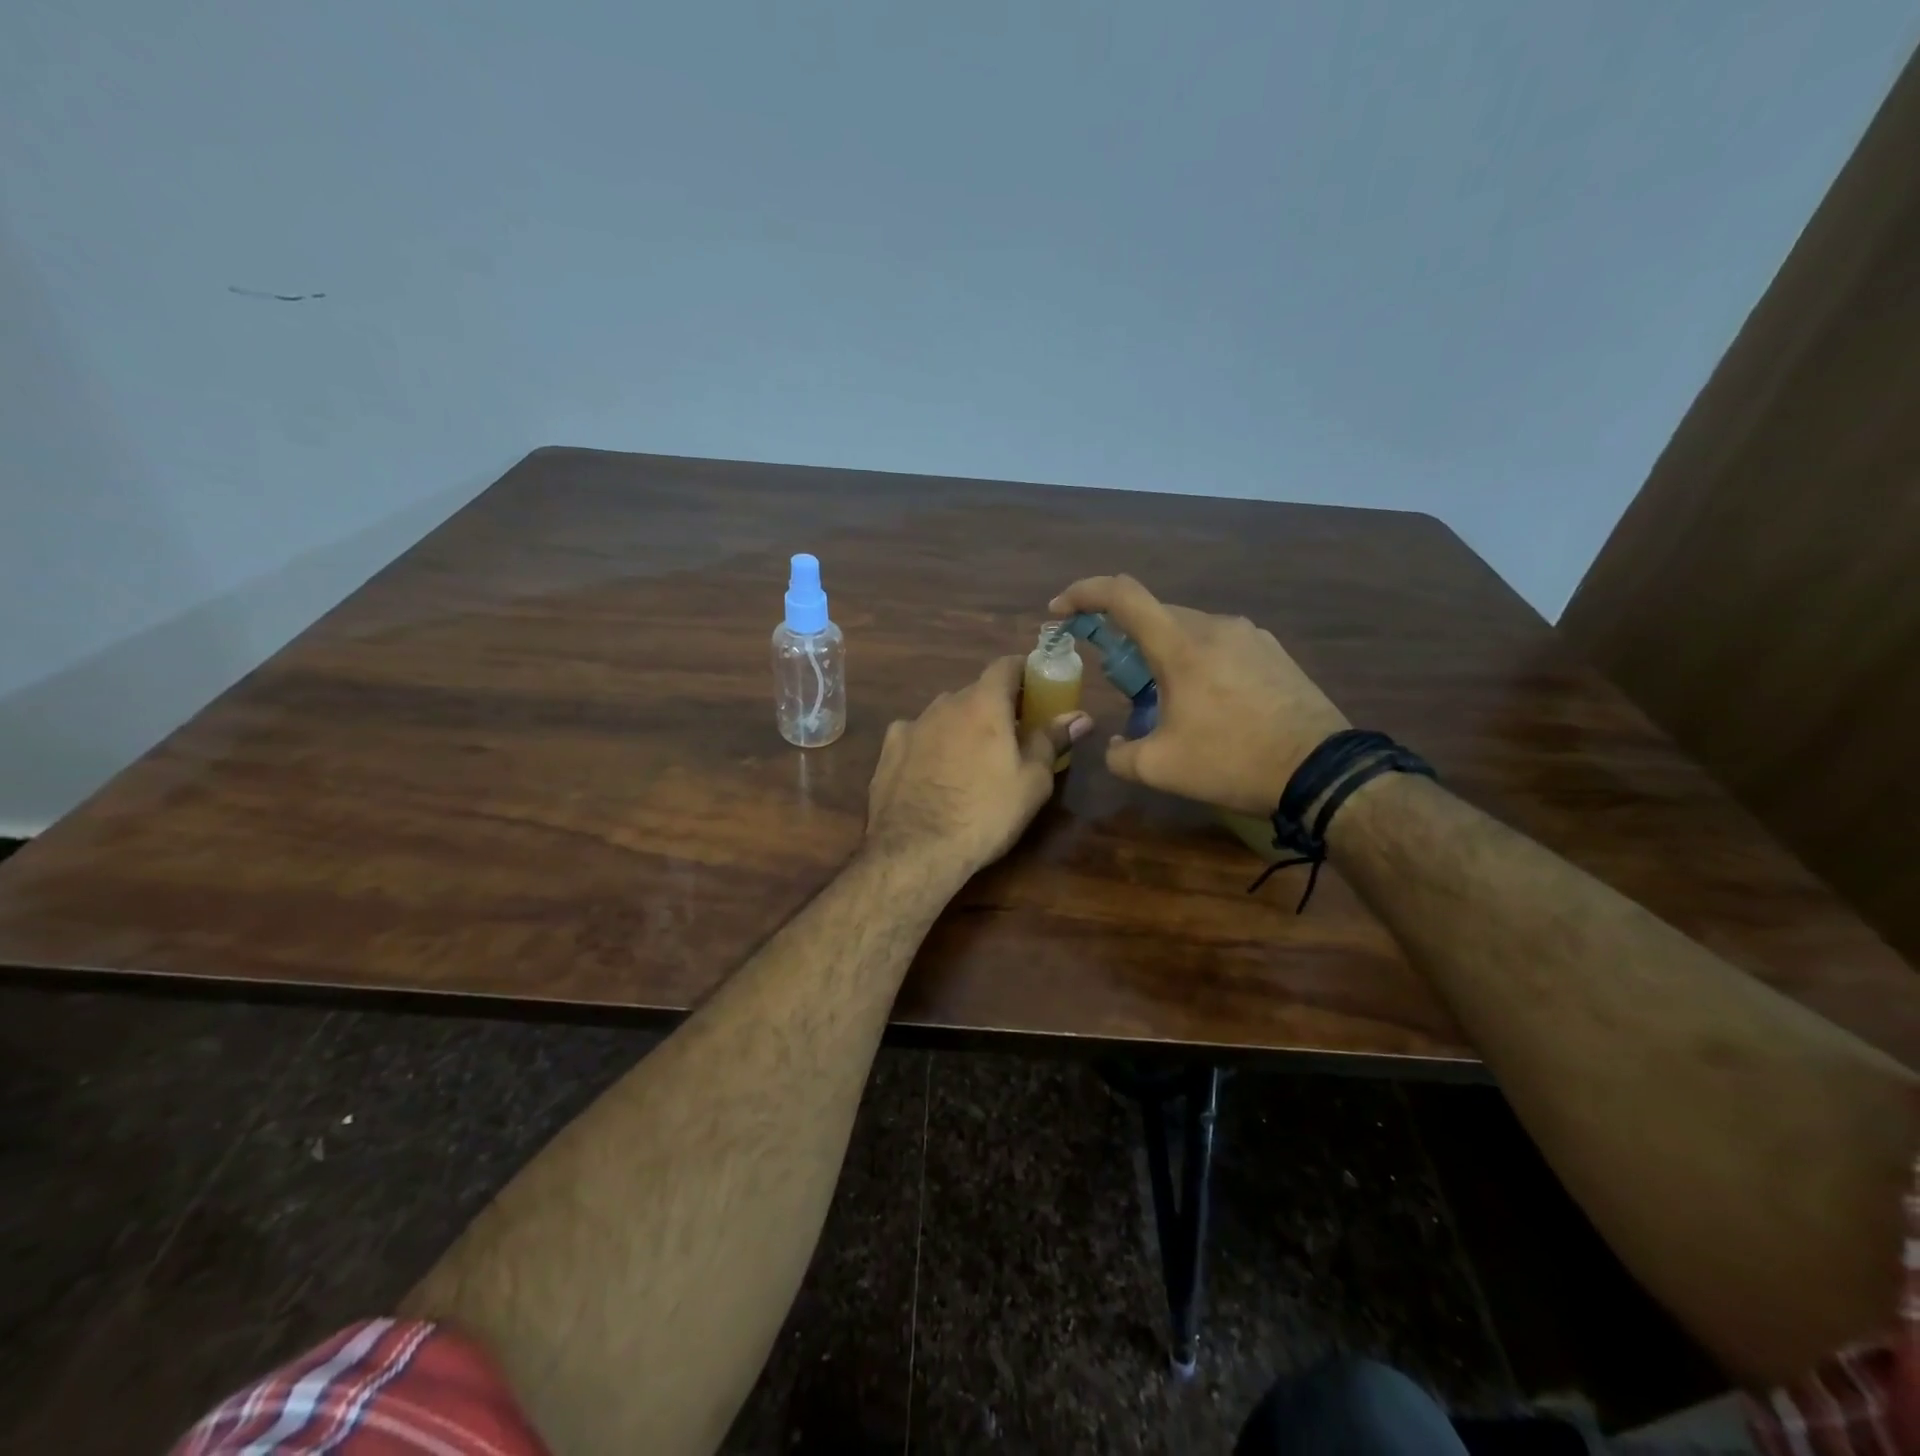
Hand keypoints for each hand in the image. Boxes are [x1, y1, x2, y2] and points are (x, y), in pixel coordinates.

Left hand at [866, 656, 1092, 878]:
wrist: (915, 849)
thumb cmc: (986, 813)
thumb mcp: (1032, 781)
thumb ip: (1052, 740)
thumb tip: (1079, 716)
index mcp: (983, 703)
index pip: (1006, 665)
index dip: (1024, 672)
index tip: (1037, 689)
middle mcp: (945, 704)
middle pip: (976, 691)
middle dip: (996, 706)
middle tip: (1012, 735)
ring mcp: (913, 725)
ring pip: (945, 713)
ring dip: (962, 725)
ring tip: (972, 758)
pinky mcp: (889, 749)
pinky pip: (917, 735)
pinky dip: (930, 743)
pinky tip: (933, 770)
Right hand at [1048, 575, 1348, 815]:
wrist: (1322, 770)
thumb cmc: (1233, 761)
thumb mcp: (1159, 769)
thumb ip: (1119, 754)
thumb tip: (1115, 745)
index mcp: (1181, 645)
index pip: (1122, 595)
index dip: (1083, 593)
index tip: (1060, 610)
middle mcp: (1214, 626)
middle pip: (1154, 612)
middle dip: (1122, 634)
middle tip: (1114, 674)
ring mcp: (1249, 635)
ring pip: (1187, 627)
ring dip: (1160, 649)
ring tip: (1160, 693)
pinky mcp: (1273, 651)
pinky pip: (1218, 641)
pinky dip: (1194, 657)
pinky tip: (1204, 697)